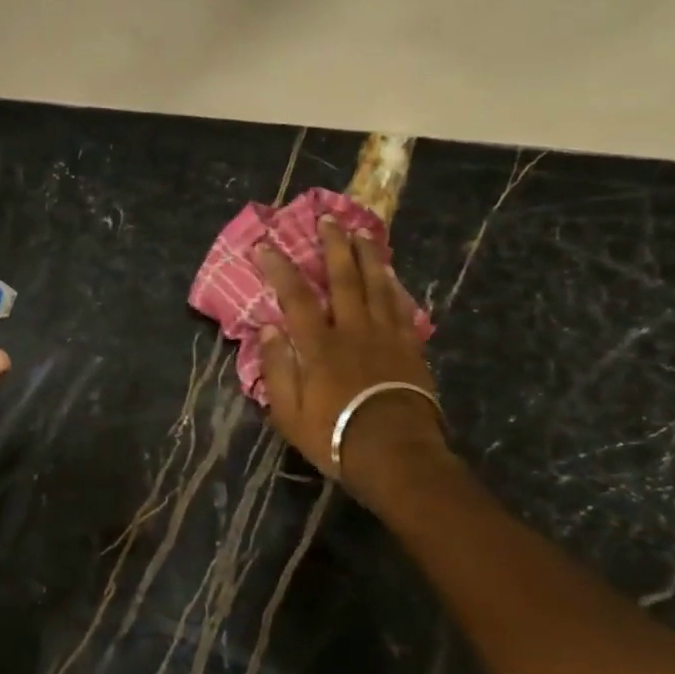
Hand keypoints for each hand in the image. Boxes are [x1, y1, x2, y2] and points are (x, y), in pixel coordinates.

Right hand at [256, 218, 451, 504]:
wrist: (395, 454)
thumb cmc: (334, 436)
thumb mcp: (289, 412)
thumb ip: (277, 368)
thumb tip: (268, 327)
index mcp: (318, 345)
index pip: (295, 296)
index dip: (279, 268)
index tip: (265, 245)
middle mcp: (352, 330)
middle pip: (343, 278)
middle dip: (333, 246)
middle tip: (328, 219)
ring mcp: (386, 336)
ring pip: (376, 285)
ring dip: (367, 256)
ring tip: (361, 233)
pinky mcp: (410, 348)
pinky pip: (401, 307)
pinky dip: (393, 286)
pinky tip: (390, 273)